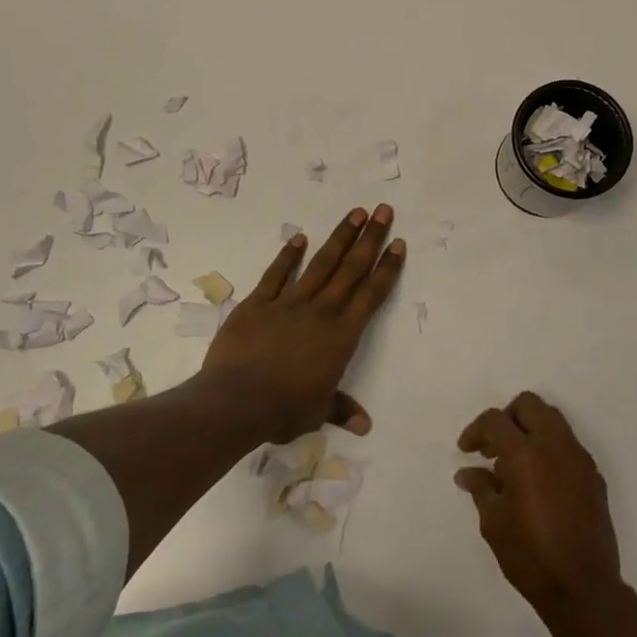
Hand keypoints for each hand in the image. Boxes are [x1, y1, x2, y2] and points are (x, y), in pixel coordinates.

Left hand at [200, 205, 405, 443]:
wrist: (238, 401)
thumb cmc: (284, 409)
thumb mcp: (318, 412)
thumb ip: (341, 409)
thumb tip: (365, 425)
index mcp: (342, 336)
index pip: (372, 295)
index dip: (386, 268)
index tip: (398, 243)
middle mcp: (321, 311)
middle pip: (351, 269)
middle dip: (370, 238)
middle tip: (383, 210)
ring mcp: (289, 303)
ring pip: (321, 264)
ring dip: (339, 237)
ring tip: (355, 213)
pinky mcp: (258, 303)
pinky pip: (277, 274)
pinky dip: (288, 256)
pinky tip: (300, 238)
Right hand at [456, 392, 624, 623]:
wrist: (583, 588)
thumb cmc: (530, 555)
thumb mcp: (494, 522)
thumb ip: (481, 487)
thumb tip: (467, 472)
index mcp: (525, 453)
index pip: (496, 420)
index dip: (476, 430)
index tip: (467, 450)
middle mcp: (554, 444)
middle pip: (528, 405)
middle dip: (507, 418)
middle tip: (493, 447)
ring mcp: (578, 457)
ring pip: (552, 419)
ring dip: (530, 429)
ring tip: (514, 463)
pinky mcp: (594, 474)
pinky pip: (568, 444)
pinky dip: (549, 448)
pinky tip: (539, 480)